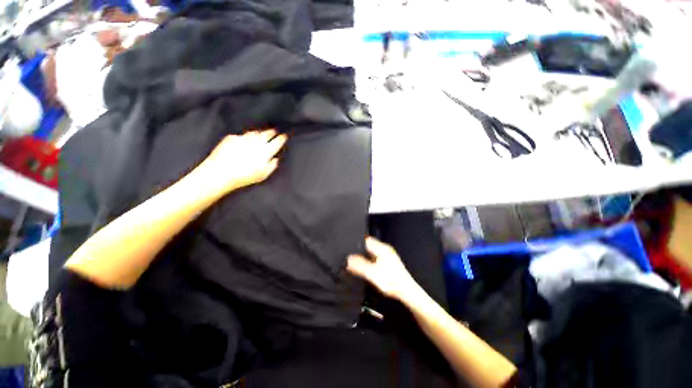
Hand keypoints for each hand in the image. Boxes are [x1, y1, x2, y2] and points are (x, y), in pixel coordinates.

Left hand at [193, 130, 286, 195]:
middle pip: (266, 134)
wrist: (220, 172)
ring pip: (254, 132)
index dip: (282, 138)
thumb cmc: (244, 176)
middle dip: (272, 132)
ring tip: (262, 133)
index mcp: (265, 151)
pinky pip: (242, 135)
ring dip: (260, 132)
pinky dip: (246, 137)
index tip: (285, 136)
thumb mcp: (263, 175)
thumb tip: (275, 159)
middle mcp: (255, 142)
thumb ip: (272, 166)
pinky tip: (246, 140)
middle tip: (275, 131)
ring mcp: (243, 138)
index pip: (277, 142)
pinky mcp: (232, 138)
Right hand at [347, 237, 420, 301]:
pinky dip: (371, 261)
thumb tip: (348, 259)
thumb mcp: (372, 274)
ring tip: (357, 261)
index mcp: (382, 249)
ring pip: (373, 252)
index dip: (358, 242)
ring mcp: (389, 256)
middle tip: (351, 255)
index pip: (367, 240)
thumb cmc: (391, 281)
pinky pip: (377, 258)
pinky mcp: (390, 263)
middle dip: (361, 250)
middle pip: (370, 246)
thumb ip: (360, 266)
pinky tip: (368, 268)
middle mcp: (386, 250)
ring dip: (366, 256)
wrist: (407, 291)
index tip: (349, 246)